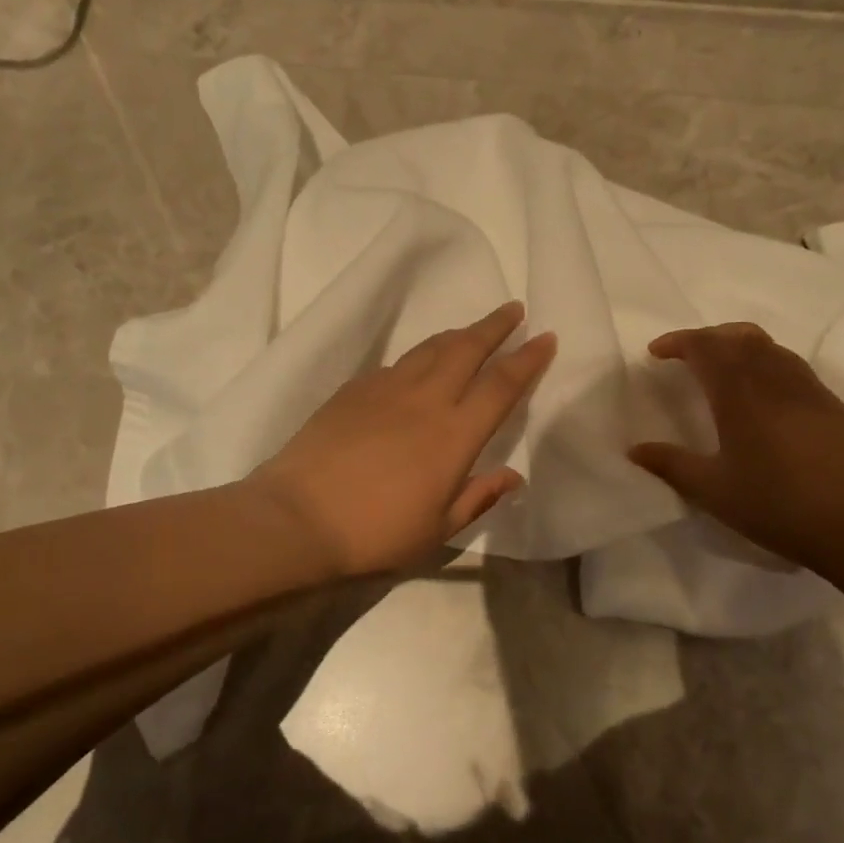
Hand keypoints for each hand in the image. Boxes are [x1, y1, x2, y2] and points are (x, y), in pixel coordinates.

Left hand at [245, 302, 556, 576]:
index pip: (501, 386)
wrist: (298, 518)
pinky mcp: (353, 390)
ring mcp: (385, 389)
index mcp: (454, 435)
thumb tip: (513, 476)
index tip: (546, 337)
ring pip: (429, 349)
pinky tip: (416, 367)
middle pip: (467, 349)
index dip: (527, 359)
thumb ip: (478, 497)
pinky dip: (417, 359)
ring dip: (457, 335)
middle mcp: (425, 400)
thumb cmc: (376, 533)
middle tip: (513, 309)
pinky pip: (396, 365)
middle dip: (495, 326)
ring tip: (471, 331)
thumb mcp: (438, 529)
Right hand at [628, 323, 843, 573]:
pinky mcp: (830, 403)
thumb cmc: (782, 506)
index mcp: (740, 394)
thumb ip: (672, 465)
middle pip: (737, 335)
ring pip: (768, 345)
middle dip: (706, 337)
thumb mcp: (716, 492)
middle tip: (684, 355)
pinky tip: (759, 394)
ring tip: (718, 368)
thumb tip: (635, 449)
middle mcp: (774, 378)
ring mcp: (808, 388)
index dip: (678, 342)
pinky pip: (788, 363)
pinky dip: (762, 361)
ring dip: (736, 344)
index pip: (705, 346)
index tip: (655, 353)